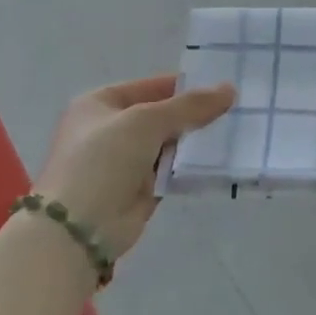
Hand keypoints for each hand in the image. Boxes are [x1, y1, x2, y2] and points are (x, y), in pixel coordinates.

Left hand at [31, 75, 234, 259]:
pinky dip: (190, 166)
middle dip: (193, 115)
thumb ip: (189, 106)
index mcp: (99, 103)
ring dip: (195, 141)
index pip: (150, 86)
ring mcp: (123, 162)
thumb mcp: (146, 121)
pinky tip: (220, 160)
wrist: (80, 228)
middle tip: (235, 110)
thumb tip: (229, 89)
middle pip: (161, 115)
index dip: (184, 86)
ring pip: (168, 144)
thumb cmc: (104, 160)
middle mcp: (109, 129)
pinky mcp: (138, 190)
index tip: (222, 88)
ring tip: (235, 132)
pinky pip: (170, 171)